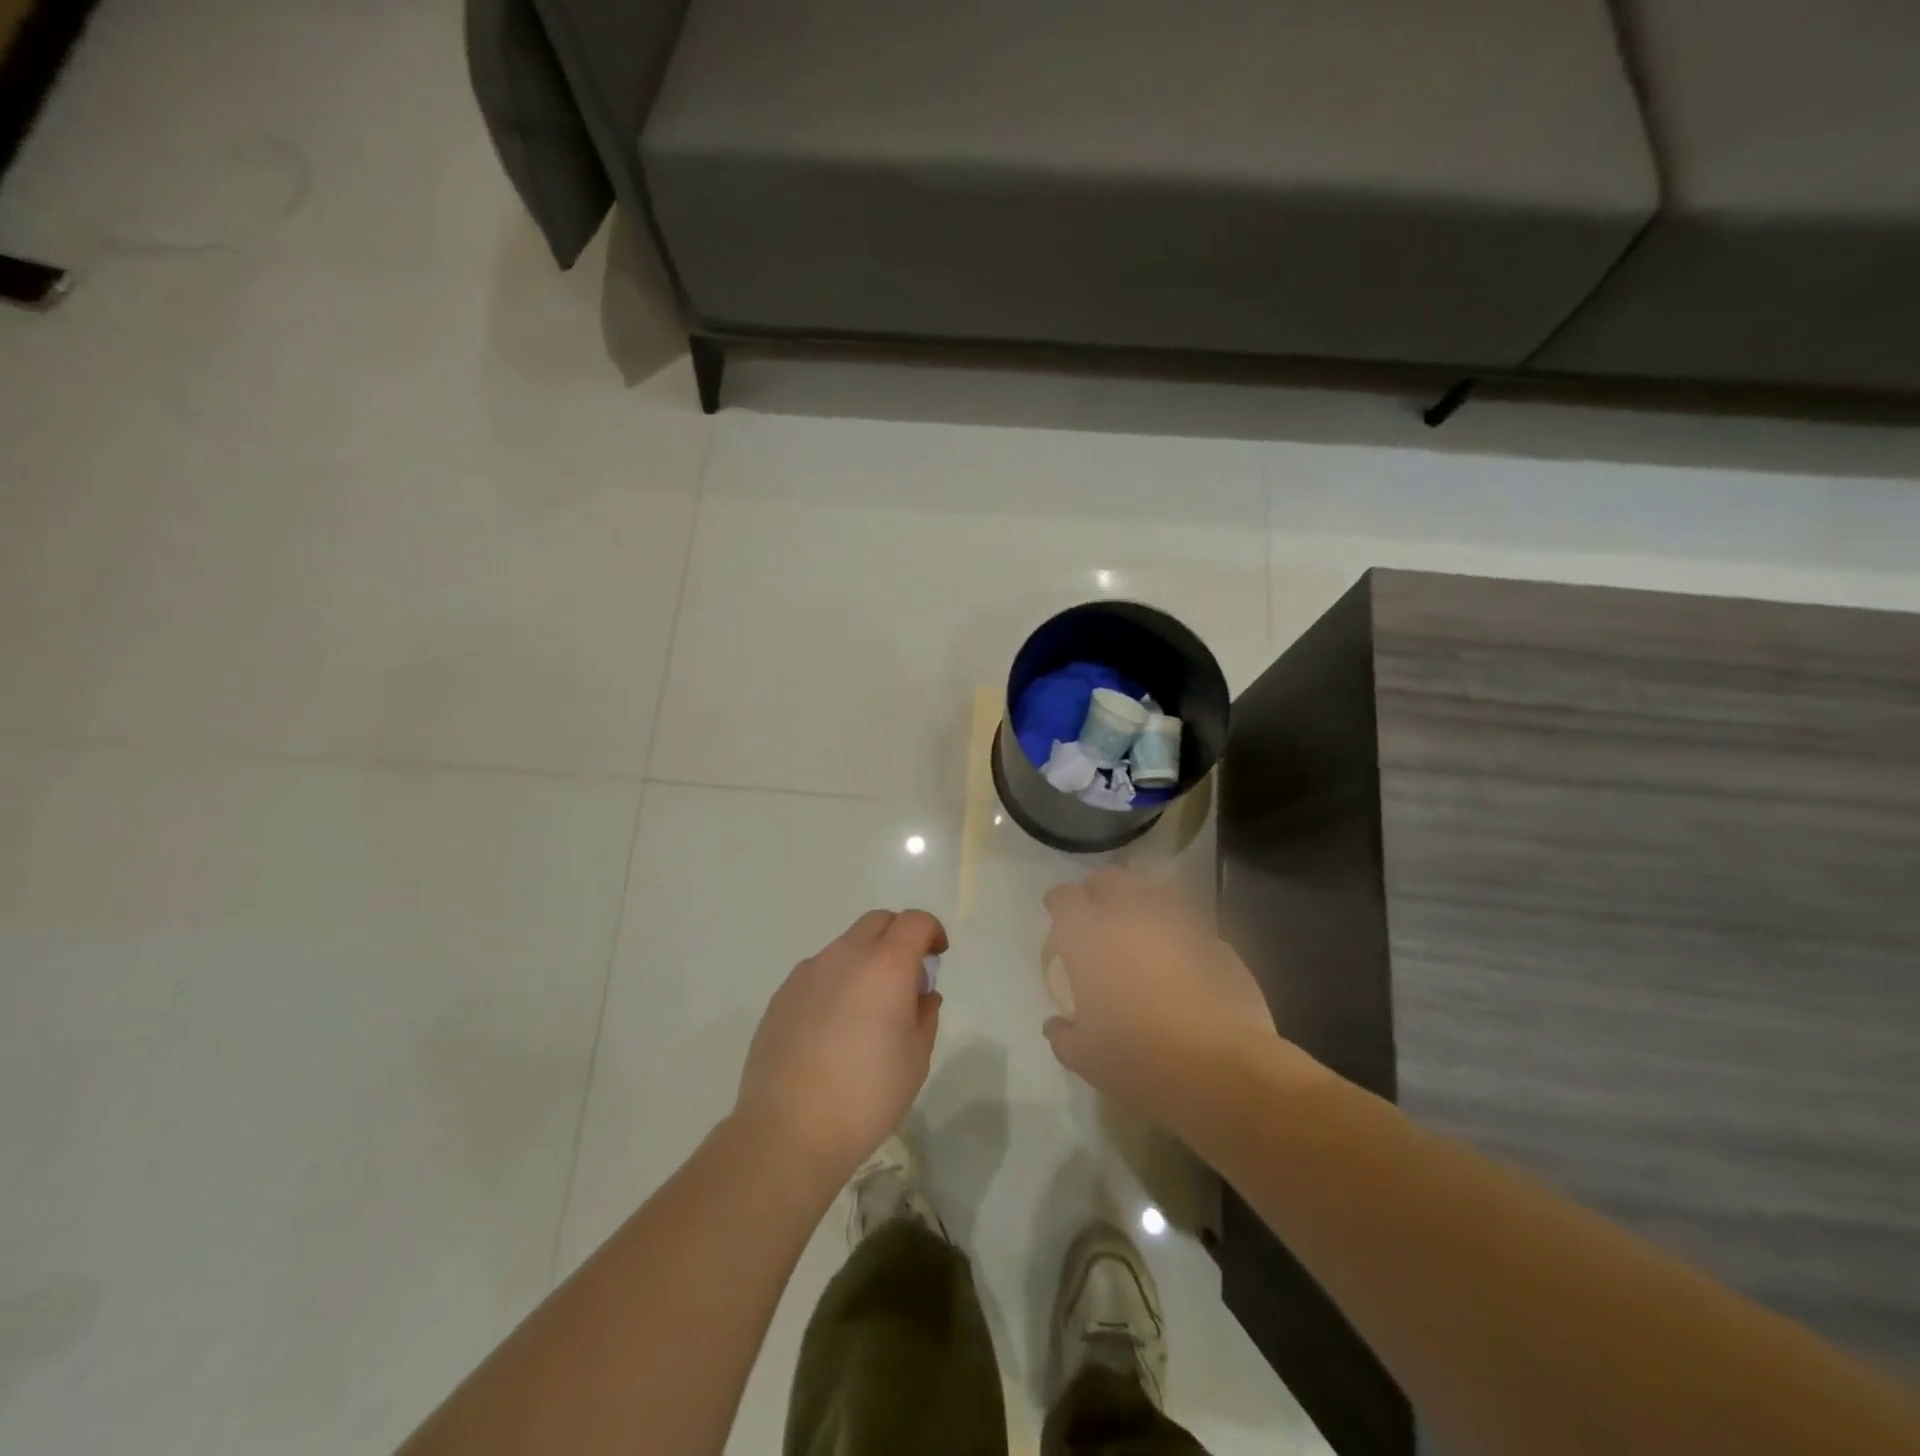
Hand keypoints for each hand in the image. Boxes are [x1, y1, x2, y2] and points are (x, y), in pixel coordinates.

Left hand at [734, 909, 947, 1187]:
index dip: (932, 932)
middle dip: (898, 936)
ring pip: (845, 946)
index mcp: (886, 965)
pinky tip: (832, 1027)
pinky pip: (818, 972)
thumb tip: (921, 994)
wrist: (788, 1129)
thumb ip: (925, 1015)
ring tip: (866, 1009)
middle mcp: (845, 955)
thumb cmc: (866, 1095)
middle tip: (906, 976)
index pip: (915, 922)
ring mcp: (808, 972)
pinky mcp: (782, 994)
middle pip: (878, 922)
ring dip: (864, 961)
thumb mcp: (916, 1059)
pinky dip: (835, 982)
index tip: (937, 956)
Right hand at [1044, 869, 1291, 1127]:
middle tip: (1097, 915)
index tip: (1057, 914)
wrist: (1220, 1070)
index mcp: (1089, 935)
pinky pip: (1188, 929)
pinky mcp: (1216, 942)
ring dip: (1141, 908)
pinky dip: (1178, 938)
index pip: (1064, 898)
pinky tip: (1181, 965)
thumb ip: (1064, 1035)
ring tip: (1140, 936)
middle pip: (1109, 880)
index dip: (1058, 903)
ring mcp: (1178, 924)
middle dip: (1099, 891)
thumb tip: (1056, 1026)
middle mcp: (1130, 915)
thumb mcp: (1085, 1057)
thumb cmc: (1136, 1059)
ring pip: (1153, 896)